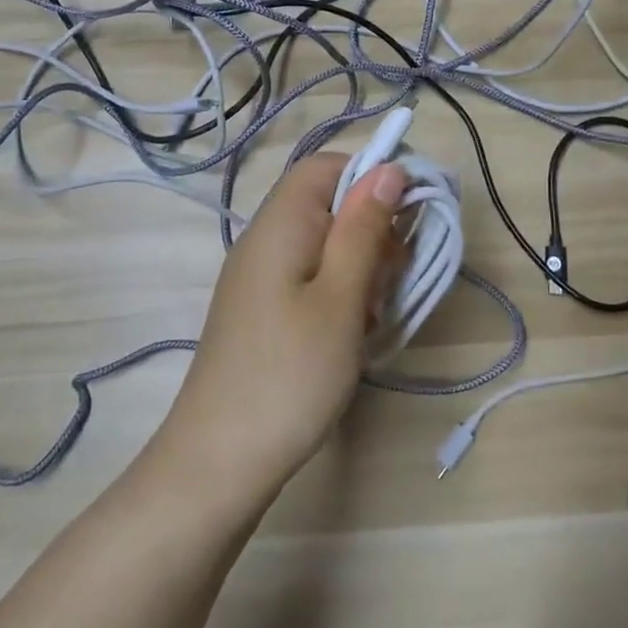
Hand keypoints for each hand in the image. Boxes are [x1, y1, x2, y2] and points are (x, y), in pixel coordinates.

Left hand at [156, 152, 406, 500]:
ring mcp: (260, 277)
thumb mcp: (341, 297)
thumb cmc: (289, 374)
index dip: (372, 176)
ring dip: (360, 266)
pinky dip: (340, 292)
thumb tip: (389, 167)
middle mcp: (264, 239)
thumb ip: (364, 228)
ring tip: (373, 313)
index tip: (408, 216)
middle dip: (371, 230)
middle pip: (327, 203)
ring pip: (324, 244)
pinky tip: (353, 332)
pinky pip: (310, 277)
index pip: (326, 166)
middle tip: (392, 279)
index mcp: (280, 223)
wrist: (219, 461)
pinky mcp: (262, 309)